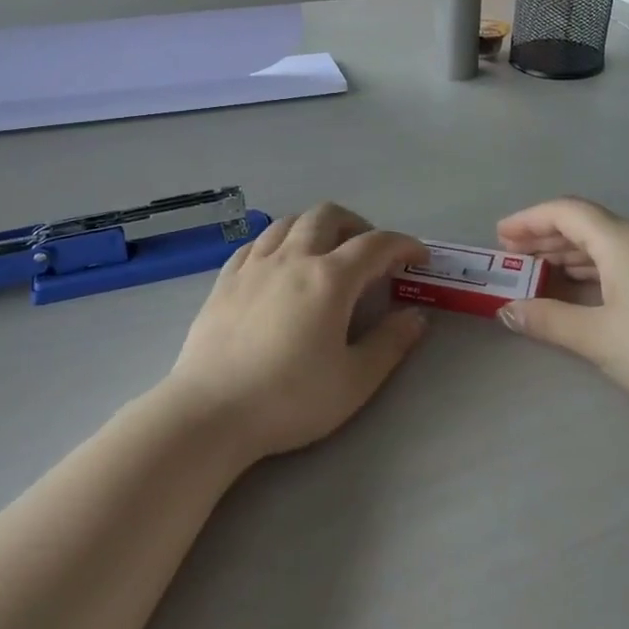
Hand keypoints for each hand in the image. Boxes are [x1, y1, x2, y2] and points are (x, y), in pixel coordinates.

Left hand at [169, 203, 427, 459]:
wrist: (210, 413)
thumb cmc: (289, 399)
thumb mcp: (354, 381)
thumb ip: (390, 344)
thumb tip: (416, 316)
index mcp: (329, 279)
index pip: (376, 245)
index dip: (403, 245)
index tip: (418, 257)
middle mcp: (292, 258)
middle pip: (328, 215)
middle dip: (357, 224)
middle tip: (369, 254)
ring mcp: (253, 265)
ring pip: (289, 222)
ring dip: (316, 227)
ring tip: (325, 253)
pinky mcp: (225, 279)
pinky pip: (256, 243)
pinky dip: (278, 242)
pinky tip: (279, 265)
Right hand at [495, 198, 628, 420]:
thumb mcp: (598, 337)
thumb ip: (548, 320)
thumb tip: (507, 310)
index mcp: (622, 241)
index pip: (567, 212)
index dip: (529, 219)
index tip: (500, 236)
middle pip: (585, 224)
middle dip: (544, 236)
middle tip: (511, 255)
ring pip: (604, 243)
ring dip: (567, 253)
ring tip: (536, 270)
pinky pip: (620, 260)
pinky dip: (591, 268)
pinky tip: (578, 288)